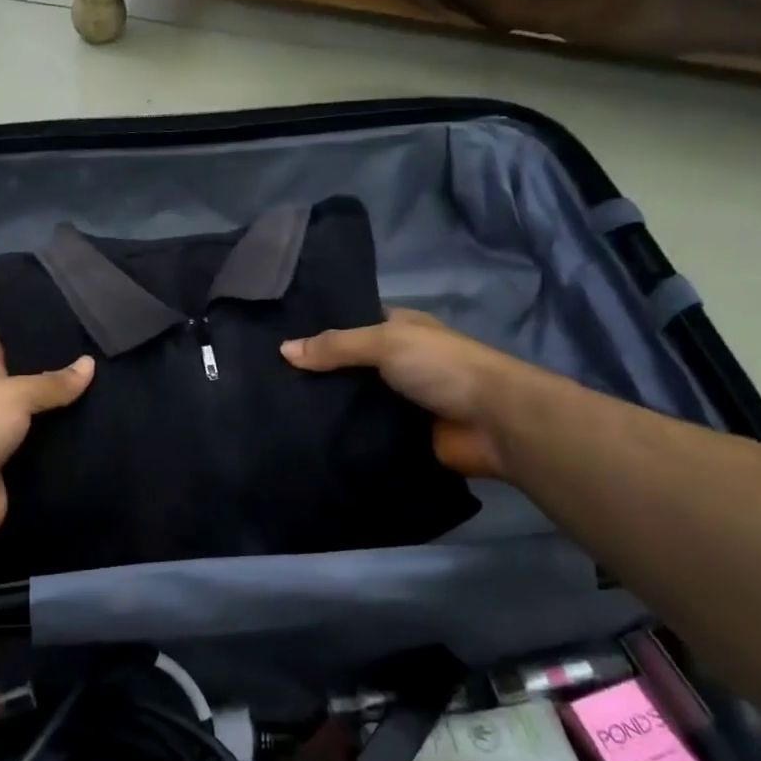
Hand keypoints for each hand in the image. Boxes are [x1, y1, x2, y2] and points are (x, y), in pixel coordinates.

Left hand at [0, 333, 94, 552]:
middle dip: (58, 374)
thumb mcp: (13, 395)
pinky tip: (104, 438)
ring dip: (70, 415)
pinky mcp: (20, 473)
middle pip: (30, 384)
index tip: (54, 315)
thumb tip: (90, 363)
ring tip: (114, 395)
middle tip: (101, 356)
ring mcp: (7, 441)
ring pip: (44, 422)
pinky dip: (72, 451)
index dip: (21, 329)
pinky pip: (51, 458)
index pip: (1, 344)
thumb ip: (51, 382)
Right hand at [280, 307, 528, 477]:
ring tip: (274, 409)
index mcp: (399, 329)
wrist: (494, 423)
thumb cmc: (441, 367)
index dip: (318, 329)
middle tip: (265, 380)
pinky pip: (361, 432)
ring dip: (324, 406)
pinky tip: (302, 436)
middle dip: (315, 372)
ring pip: (351, 401)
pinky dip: (339, 435)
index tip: (275, 337)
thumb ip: (336, 346)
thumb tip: (283, 350)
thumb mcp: (385, 342)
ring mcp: (398, 401)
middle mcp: (397, 362)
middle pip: (347, 365)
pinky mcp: (399, 436)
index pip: (350, 324)